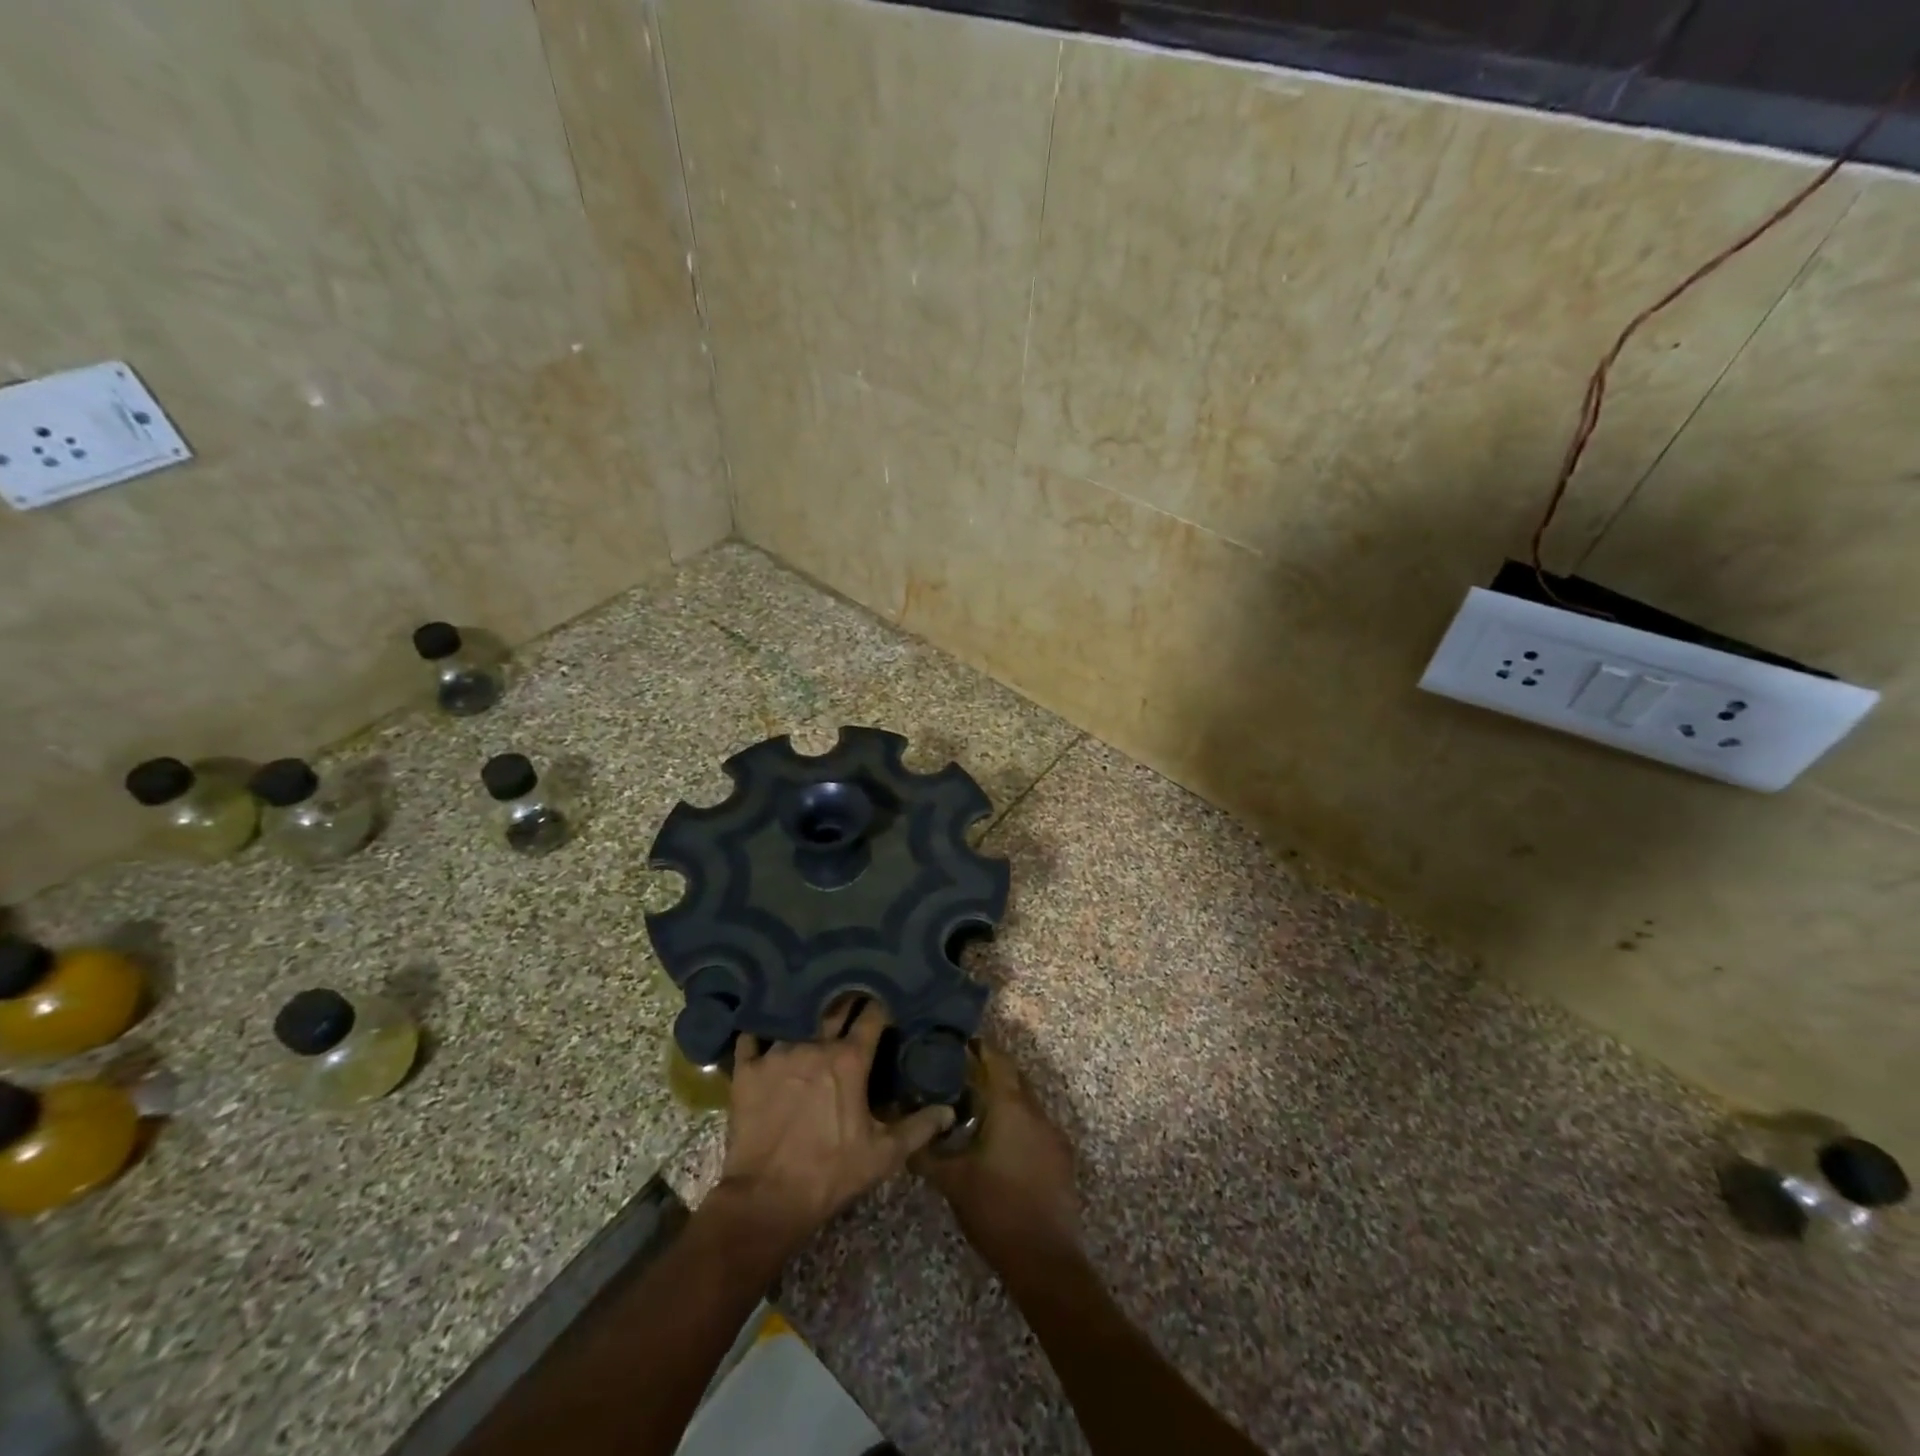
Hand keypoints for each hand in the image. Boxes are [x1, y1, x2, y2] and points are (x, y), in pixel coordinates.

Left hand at [716, 1002, 954, 1256]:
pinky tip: (763, 1028)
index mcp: (849, 1060)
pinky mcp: (747, 1070)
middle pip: (834, 1008)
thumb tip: (949, 1110)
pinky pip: (752, 1037)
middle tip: (851, 995)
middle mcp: (814, 1045)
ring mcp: (777, 1054)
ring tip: (810, 1007)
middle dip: (846, 999)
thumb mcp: (883, 1155)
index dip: (880, 1006)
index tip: (884, 1002)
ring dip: (805, 1013)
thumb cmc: (831, 1174)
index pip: (871, 1016)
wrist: (767, 1199)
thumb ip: (918, 1127)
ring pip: (795, 1019)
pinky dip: (760, 1031)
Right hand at [916, 1043, 1080, 1259]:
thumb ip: (926, 1153)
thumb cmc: (995, 1209)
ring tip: (974, 1110)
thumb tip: (902, 1135)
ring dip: (1004, 1100)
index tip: (956, 1046)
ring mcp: (1053, 1134)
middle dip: (989, 1073)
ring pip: (1026, 1102)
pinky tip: (999, 1143)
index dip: (978, 1049)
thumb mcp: (951, 1181)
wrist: (1044, 1259)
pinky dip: (1018, 1123)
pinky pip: (1036, 1126)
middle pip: (1013, 1077)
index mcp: (1010, 1106)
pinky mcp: (1061, 1157)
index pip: (996, 1060)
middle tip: (958, 1077)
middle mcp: (1036, 1111)